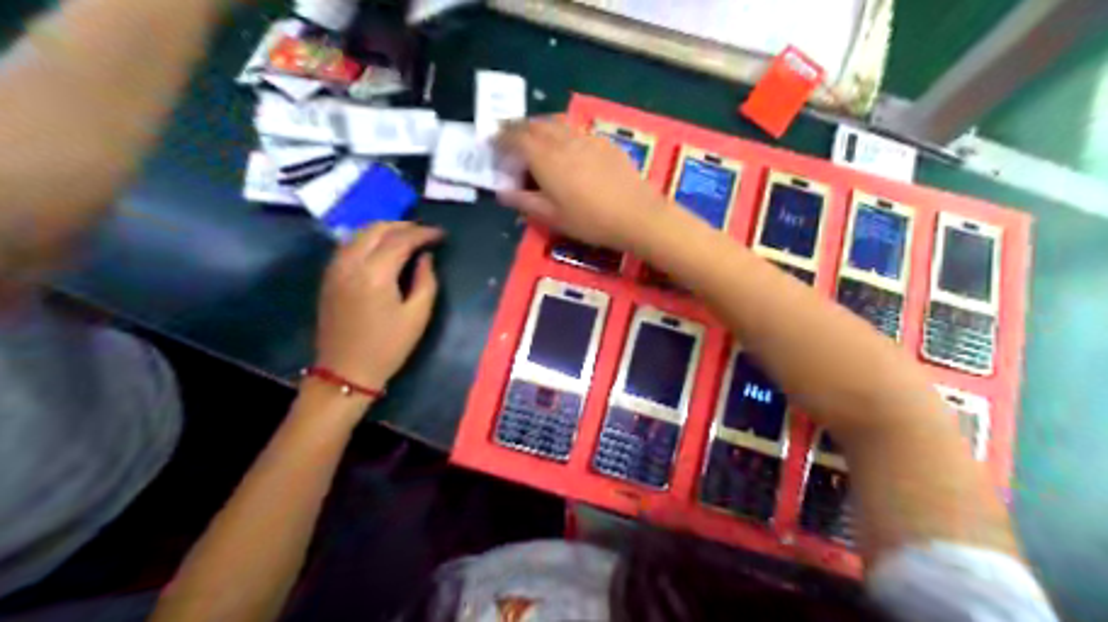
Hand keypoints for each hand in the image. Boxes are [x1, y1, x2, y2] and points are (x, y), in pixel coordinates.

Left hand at [315, 221, 443, 389]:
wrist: (345, 371)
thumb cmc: (387, 347)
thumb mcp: (417, 316)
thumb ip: (426, 281)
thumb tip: (425, 257)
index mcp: (375, 273)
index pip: (401, 239)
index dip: (424, 233)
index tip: (441, 235)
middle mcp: (351, 262)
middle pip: (377, 229)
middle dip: (403, 226)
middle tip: (424, 233)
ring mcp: (335, 268)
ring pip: (359, 233)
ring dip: (384, 230)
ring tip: (406, 237)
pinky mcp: (329, 276)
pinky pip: (349, 245)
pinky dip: (368, 239)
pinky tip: (382, 249)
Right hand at [497, 117, 670, 252]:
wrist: (637, 214)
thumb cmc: (590, 220)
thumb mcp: (552, 217)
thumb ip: (525, 201)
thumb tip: (503, 192)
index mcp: (545, 158)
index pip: (515, 138)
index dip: (501, 138)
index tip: (492, 142)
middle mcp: (563, 140)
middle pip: (534, 124)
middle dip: (517, 127)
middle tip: (509, 136)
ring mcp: (586, 138)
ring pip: (556, 123)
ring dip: (539, 126)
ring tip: (534, 137)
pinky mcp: (604, 142)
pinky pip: (575, 130)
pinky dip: (561, 131)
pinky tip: (565, 146)